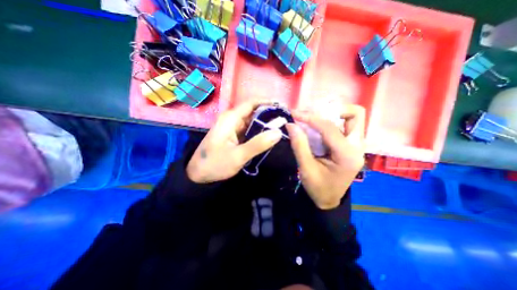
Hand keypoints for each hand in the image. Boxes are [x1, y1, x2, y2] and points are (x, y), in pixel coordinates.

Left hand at [187, 101, 281, 183]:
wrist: (199, 174)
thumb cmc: (215, 164)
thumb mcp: (238, 156)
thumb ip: (258, 144)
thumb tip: (278, 132)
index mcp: (231, 118)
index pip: (252, 103)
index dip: (268, 102)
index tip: (283, 107)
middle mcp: (232, 119)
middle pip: (254, 111)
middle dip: (270, 114)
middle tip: (287, 120)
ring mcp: (233, 127)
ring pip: (253, 120)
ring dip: (266, 123)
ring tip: (282, 127)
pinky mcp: (234, 135)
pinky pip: (250, 129)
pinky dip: (260, 131)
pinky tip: (270, 135)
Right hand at [285, 105, 364, 208]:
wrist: (328, 199)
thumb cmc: (318, 188)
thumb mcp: (306, 169)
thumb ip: (299, 145)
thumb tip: (291, 124)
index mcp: (347, 156)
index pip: (329, 128)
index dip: (311, 118)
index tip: (295, 114)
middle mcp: (357, 147)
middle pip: (355, 114)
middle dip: (332, 110)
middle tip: (312, 114)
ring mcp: (356, 145)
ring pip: (351, 118)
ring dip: (332, 114)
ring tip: (313, 118)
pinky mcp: (351, 145)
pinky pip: (344, 125)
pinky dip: (330, 122)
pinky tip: (316, 127)